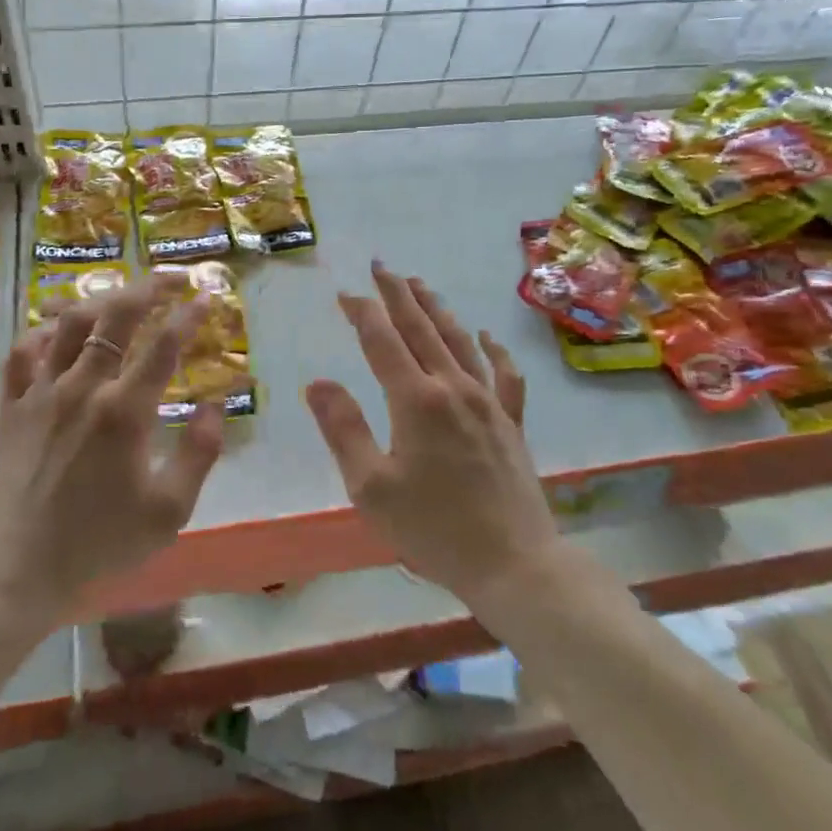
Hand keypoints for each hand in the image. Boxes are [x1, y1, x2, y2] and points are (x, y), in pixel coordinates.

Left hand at [0, 274, 223, 618]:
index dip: (190, 314)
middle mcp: (84, 388)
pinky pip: (25, 352)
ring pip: (71, 324)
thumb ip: (199, 454)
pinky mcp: (13, 406)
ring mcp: (42, 392)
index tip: (207, 296)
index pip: (164, 345)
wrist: (18, 568)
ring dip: (102, 300)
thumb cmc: (99, 542)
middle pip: (117, 317)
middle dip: (149, 287)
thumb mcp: (168, 511)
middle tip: (172, 278)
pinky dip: (45, 332)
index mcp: (125, 412)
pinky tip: (60, 331)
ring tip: (123, 295)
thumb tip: (214, 406)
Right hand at [304, 262, 559, 601]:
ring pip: (459, 341)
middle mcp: (453, 388)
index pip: (382, 340)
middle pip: (421, 328)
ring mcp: (488, 402)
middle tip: (381, 266)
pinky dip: (493, 349)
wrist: (513, 564)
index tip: (346, 292)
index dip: (363, 312)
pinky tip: (485, 336)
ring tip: (420, 284)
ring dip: (436, 309)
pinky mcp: (511, 421)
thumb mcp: (371, 487)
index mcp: (416, 401)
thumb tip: (318, 382)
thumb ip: (343, 429)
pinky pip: (505, 374)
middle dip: (398, 294)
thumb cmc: (433, 529)